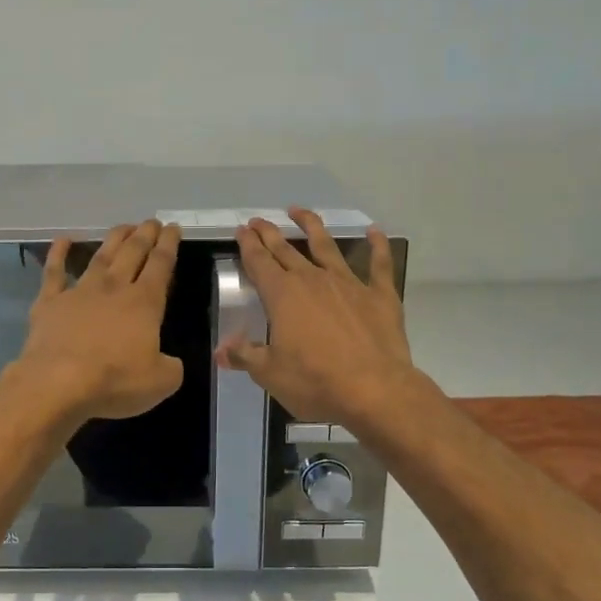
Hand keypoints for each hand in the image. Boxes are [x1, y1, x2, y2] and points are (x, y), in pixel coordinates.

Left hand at [14, 220, 184, 421]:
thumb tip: (170, 362)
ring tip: (124, 226)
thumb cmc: (114, 380)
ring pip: (101, 256)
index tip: (173, 228)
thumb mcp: (161, 382)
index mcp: (145, 303)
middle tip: (152, 221)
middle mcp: (114, 288)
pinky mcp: (49, 302)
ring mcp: (79, 291)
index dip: (169, 244)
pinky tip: (64, 240)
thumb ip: (171, 367)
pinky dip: (58, 253)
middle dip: (145, 234)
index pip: (161, 265)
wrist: (58, 382)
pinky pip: (54, 272)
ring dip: (114, 238)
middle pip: (132, 252)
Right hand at [217, 208, 417, 426]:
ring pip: (326, 246)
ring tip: (299, 211)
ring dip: (311, 226)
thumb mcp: (270, 374)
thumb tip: (221, 351)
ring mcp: (348, 284)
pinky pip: (378, 264)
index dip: (248, 245)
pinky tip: (374, 232)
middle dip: (270, 233)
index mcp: (282, 296)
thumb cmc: (315, 382)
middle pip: (286, 250)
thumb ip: (245, 356)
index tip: (241, 230)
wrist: (374, 389)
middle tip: (259, 220)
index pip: (259, 262)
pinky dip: (376, 245)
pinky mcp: (379, 295)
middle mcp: (312, 280)